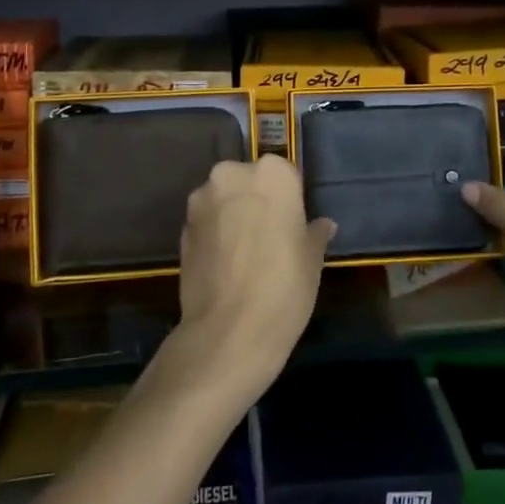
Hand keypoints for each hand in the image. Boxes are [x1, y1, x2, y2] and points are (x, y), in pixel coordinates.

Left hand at [176, 155, 335, 398]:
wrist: (230, 329)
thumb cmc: (285, 285)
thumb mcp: (312, 259)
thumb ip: (314, 233)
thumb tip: (322, 226)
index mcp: (272, 174)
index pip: (285, 174)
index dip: (290, 199)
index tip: (293, 224)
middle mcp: (232, 175)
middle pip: (248, 180)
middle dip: (256, 201)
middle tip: (270, 236)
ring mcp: (202, 201)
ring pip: (223, 199)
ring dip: (232, 216)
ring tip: (245, 253)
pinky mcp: (182, 228)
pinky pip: (206, 223)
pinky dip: (215, 235)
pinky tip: (226, 265)